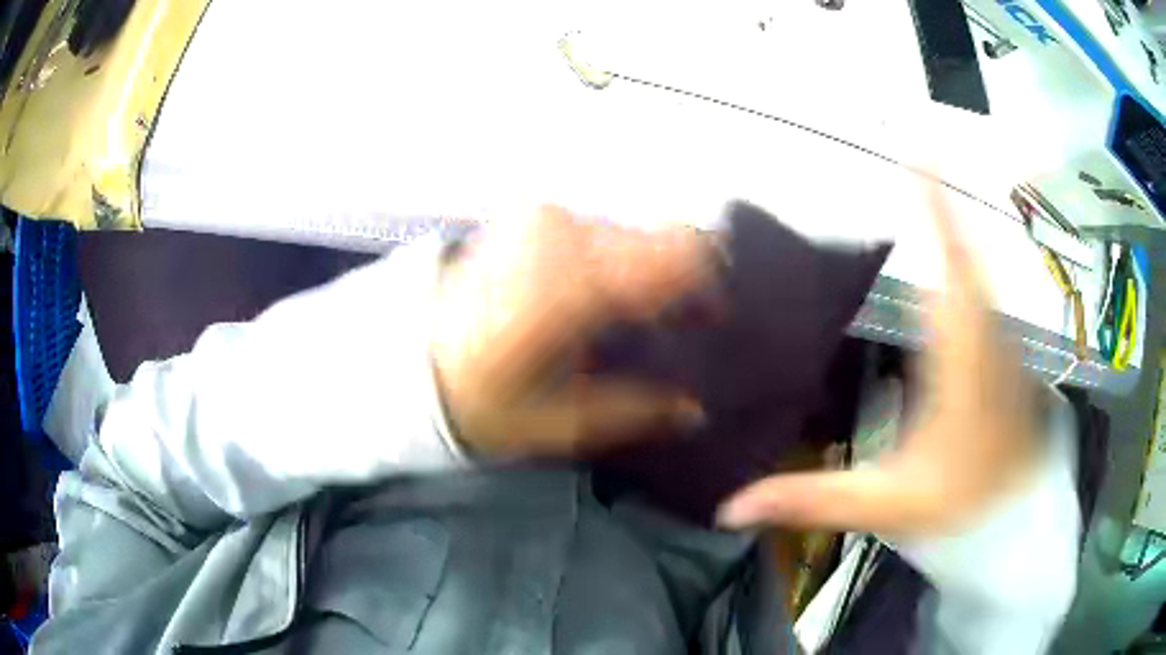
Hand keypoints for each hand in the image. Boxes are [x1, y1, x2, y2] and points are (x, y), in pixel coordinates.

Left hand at [430, 206, 713, 457]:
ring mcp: (543, 218)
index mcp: (575, 285)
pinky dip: (611, 259)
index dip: (710, 280)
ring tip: (632, 315)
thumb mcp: (564, 422)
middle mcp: (564, 234)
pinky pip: (597, 230)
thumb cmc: (484, 399)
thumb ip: (637, 411)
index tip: (711, 316)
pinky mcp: (529, 217)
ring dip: (643, 270)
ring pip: (630, 233)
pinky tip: (597, 295)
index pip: (679, 253)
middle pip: (660, 239)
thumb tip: (697, 410)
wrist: (412, 360)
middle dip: (678, 279)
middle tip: (679, 322)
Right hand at [718, 181, 1038, 537]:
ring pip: (976, 272)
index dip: (934, 207)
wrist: (1017, 524)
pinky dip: (962, 266)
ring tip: (922, 187)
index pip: (947, 269)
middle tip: (908, 151)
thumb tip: (727, 507)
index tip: (917, 149)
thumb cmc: (959, 507)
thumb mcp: (885, 504)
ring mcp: (1002, 343)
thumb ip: (811, 499)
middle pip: (963, 254)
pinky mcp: (1007, 355)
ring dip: (950, 229)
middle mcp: (986, 336)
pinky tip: (941, 266)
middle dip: (937, 203)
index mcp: (959, 360)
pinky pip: (982, 297)